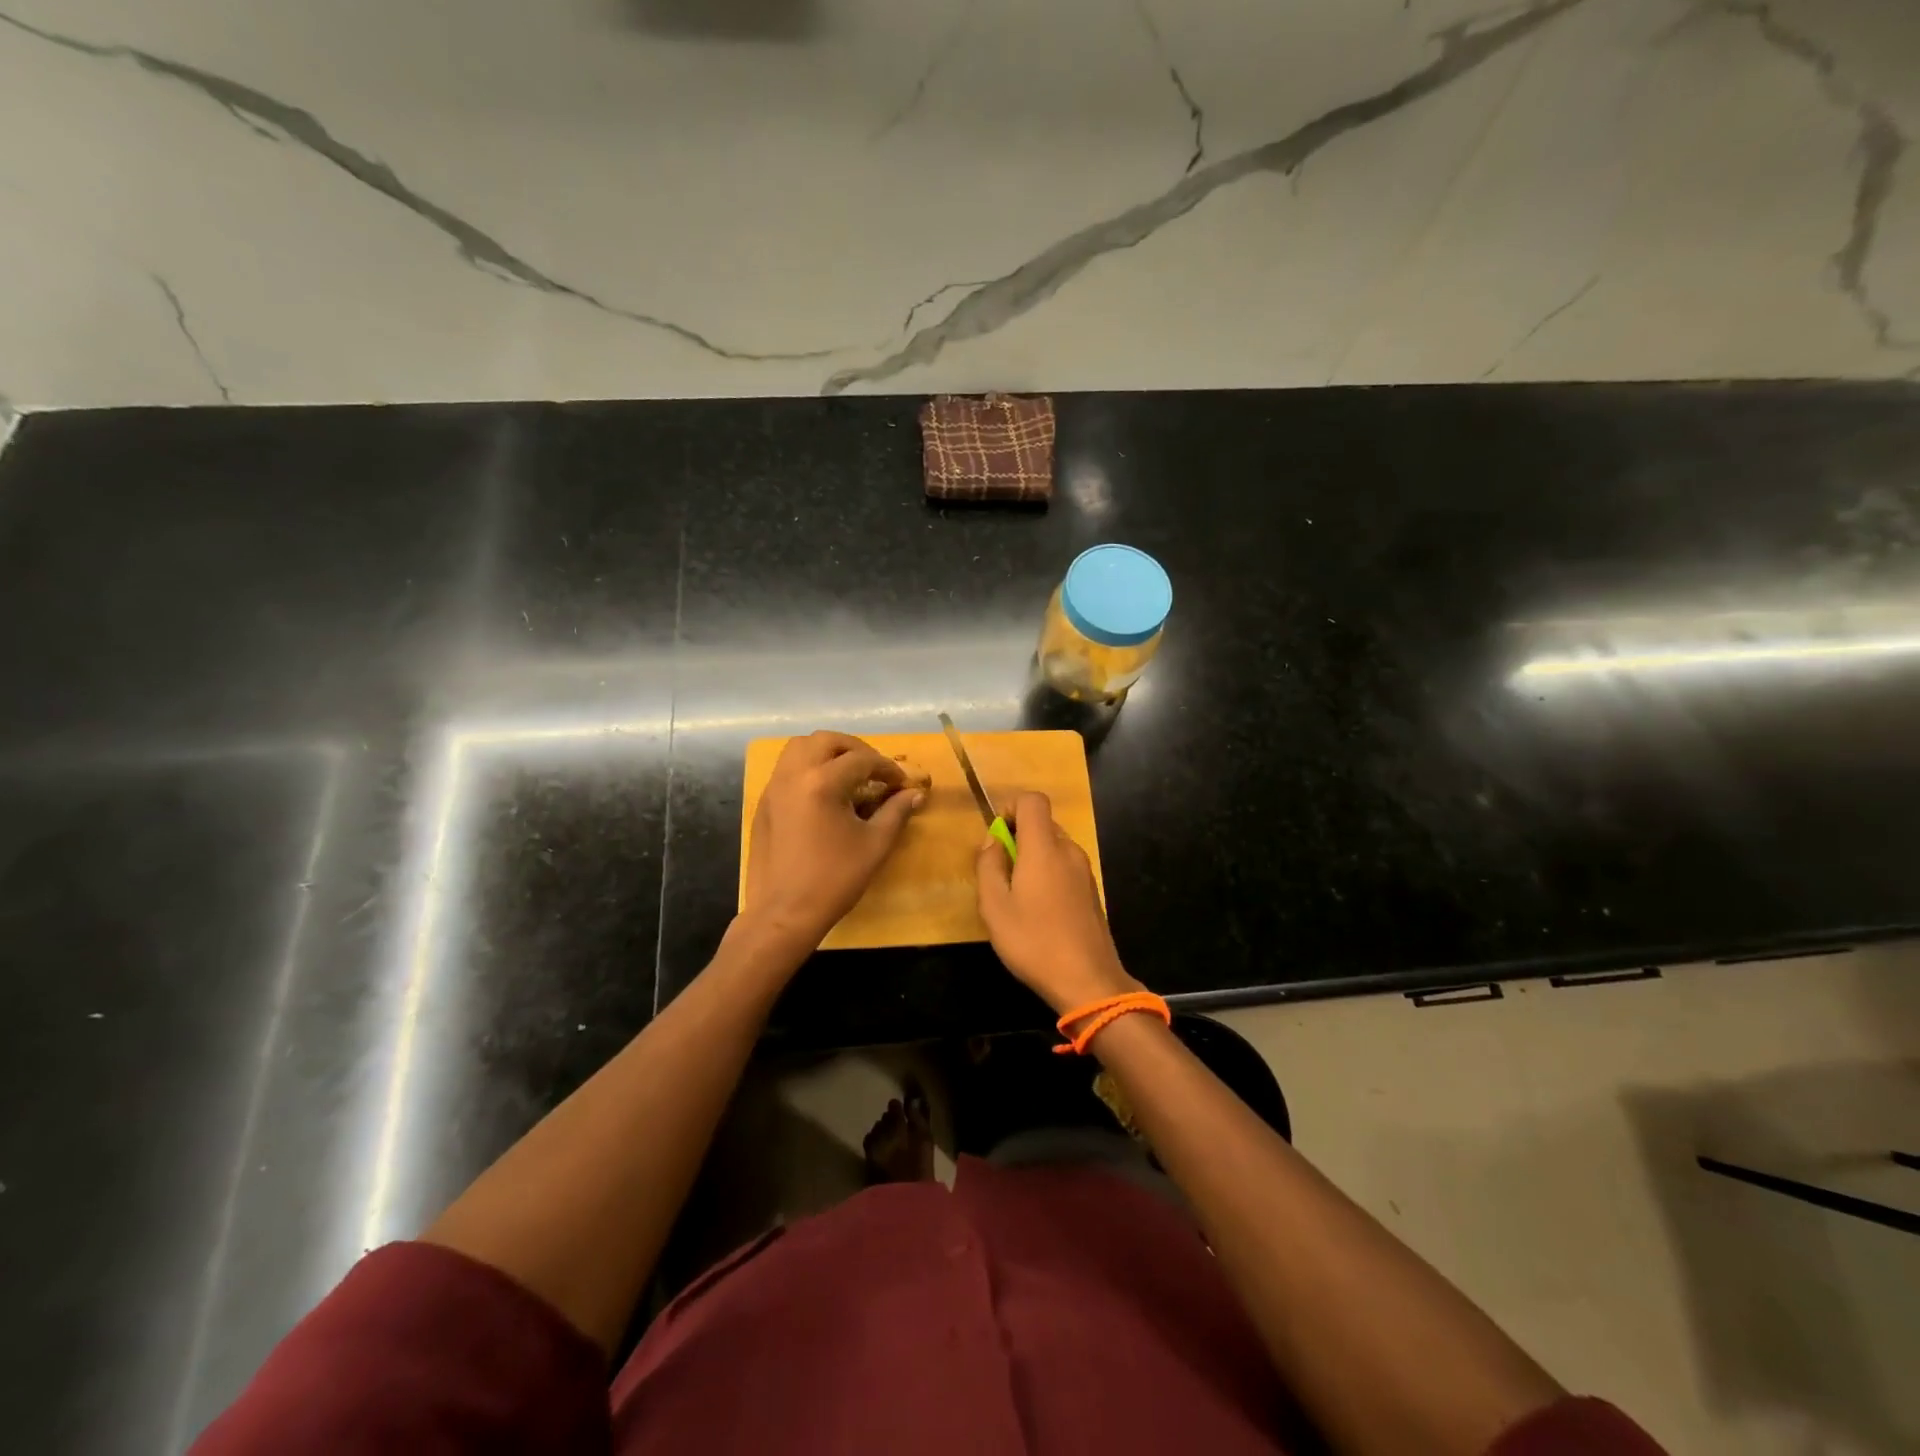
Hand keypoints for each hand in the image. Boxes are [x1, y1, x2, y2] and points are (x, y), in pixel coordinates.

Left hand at [742, 730, 924, 950]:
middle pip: (826, 740)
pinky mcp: (764, 803)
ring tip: (847, 773)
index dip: (886, 768)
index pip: (861, 759)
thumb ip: (895, 813)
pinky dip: (807, 767)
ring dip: (827, 752)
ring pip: (799, 748)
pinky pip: (785, 769)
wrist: (783, 913)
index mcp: (822, 783)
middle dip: (854, 748)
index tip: (901, 783)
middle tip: (873, 768)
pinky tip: (823, 792)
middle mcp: (794, 775)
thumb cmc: (834, 880)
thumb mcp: (874, 845)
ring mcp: (774, 788)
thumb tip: (915, 794)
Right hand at [976, 791, 1140, 1013]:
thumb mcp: (994, 906)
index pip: (1033, 800)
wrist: (1088, 981)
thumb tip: (993, 841)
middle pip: (1042, 823)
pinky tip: (1039, 911)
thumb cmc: (1034, 941)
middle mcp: (1069, 850)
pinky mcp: (1091, 891)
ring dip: (1032, 858)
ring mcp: (1084, 871)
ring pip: (1053, 846)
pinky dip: (1048, 874)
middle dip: (1018, 838)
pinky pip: (1065, 866)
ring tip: (1017, 897)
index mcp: (1044, 847)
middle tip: (1000, 873)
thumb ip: (988, 865)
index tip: (997, 837)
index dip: (1011, 808)